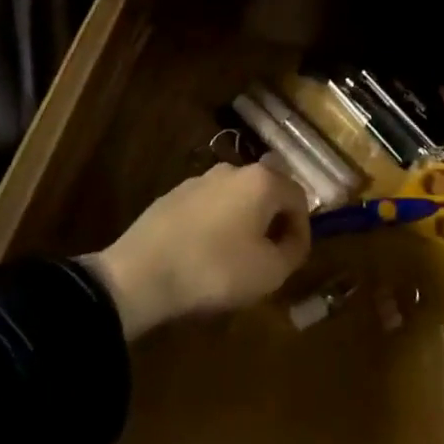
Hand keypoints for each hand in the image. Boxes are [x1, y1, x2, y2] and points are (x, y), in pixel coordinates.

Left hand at [86, 163, 309, 340]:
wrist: (141, 274)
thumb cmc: (215, 269)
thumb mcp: (269, 272)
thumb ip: (293, 252)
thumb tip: (292, 240)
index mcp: (262, 181)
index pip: (299, 197)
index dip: (302, 229)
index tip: (293, 258)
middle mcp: (233, 169)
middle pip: (267, 193)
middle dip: (272, 223)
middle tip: (268, 257)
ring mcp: (200, 179)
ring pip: (236, 199)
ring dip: (243, 223)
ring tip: (235, 260)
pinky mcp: (173, 195)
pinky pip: (208, 208)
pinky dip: (215, 226)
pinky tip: (204, 255)